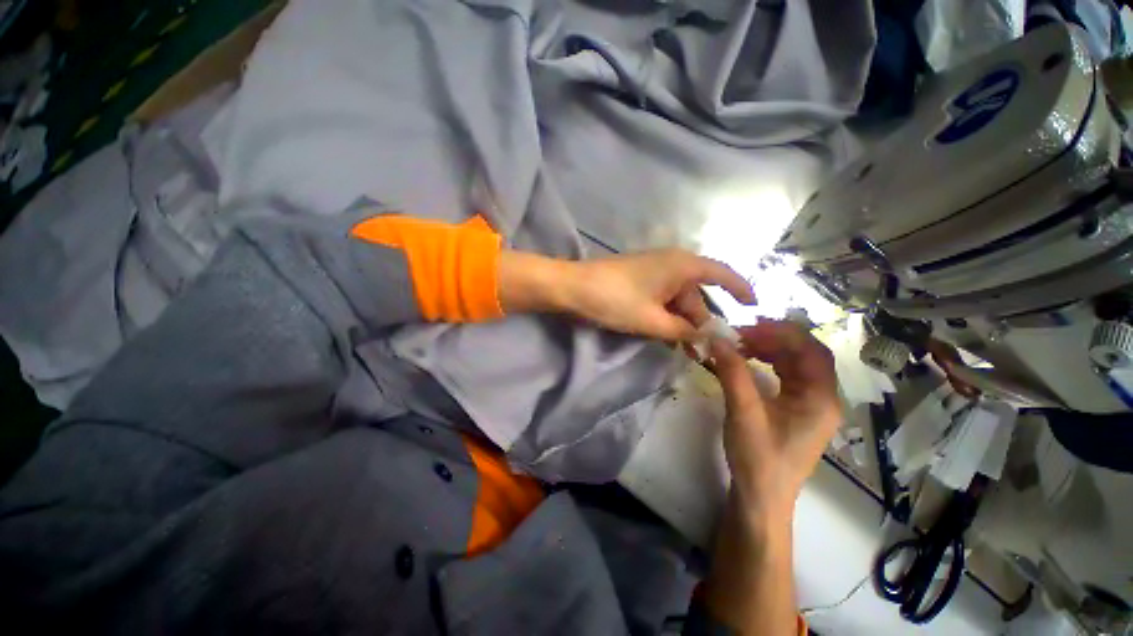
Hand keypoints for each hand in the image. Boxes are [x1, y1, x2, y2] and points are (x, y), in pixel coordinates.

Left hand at [556, 248, 754, 340]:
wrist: (572, 287)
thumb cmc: (615, 300)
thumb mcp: (652, 321)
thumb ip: (683, 331)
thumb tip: (708, 337)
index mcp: (682, 265)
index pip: (721, 274)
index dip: (740, 289)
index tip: (753, 306)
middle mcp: (672, 263)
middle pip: (696, 294)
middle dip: (701, 322)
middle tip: (705, 351)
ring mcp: (653, 271)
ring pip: (677, 300)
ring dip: (682, 323)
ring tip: (685, 350)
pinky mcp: (639, 280)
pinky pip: (661, 299)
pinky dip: (666, 317)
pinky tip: (665, 337)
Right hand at [709, 321, 840, 514]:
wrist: (761, 498)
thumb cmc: (758, 458)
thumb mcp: (743, 412)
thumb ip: (732, 371)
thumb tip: (716, 338)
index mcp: (821, 398)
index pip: (810, 350)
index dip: (781, 333)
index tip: (747, 327)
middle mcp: (823, 398)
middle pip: (805, 354)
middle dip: (773, 339)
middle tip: (739, 334)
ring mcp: (811, 405)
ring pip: (796, 363)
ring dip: (770, 349)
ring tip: (740, 344)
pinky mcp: (797, 410)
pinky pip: (787, 375)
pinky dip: (768, 363)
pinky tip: (749, 360)